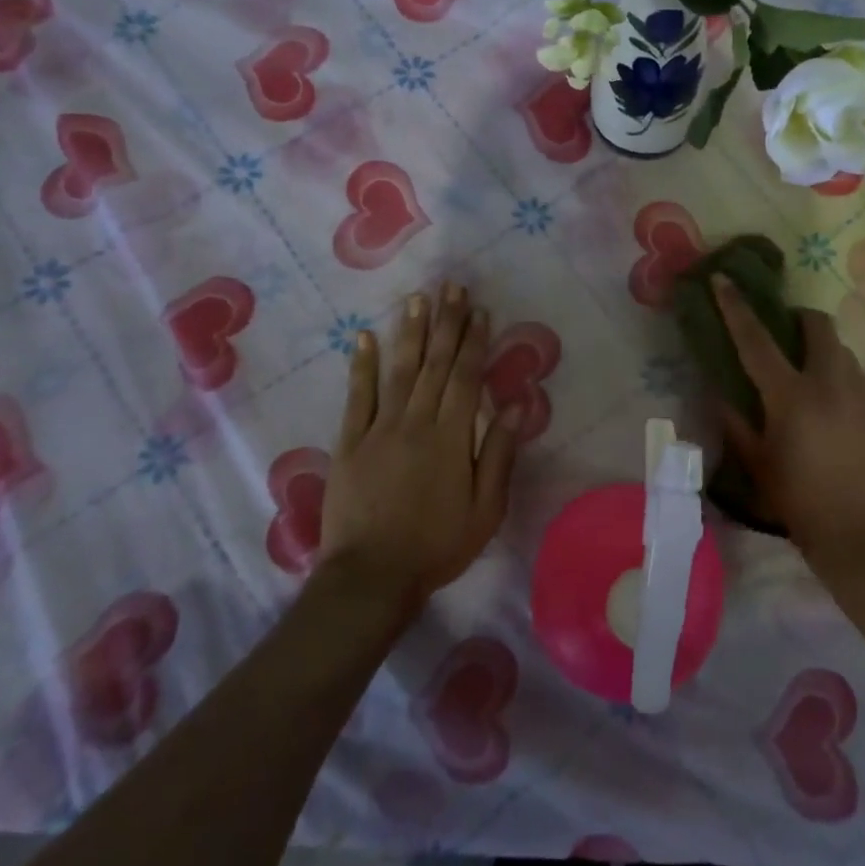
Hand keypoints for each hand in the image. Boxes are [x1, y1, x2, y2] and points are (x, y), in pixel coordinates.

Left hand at [319, 284, 519, 612]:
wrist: (371, 578)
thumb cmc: (437, 545)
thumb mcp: (485, 508)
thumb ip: (498, 453)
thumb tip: (515, 404)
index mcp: (451, 436)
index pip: (465, 377)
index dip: (475, 342)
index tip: (480, 311)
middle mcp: (416, 422)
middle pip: (435, 364)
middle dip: (446, 323)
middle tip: (452, 287)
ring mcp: (379, 429)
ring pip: (399, 370)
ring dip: (411, 332)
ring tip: (418, 299)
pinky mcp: (350, 443)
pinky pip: (357, 397)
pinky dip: (362, 366)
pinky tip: (365, 337)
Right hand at [711, 274, 864, 560]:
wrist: (860, 533)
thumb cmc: (798, 500)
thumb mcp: (756, 463)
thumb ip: (735, 421)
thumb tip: (718, 392)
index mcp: (791, 396)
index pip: (757, 340)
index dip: (736, 307)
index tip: (724, 280)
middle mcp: (830, 382)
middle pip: (816, 324)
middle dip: (797, 317)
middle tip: (783, 333)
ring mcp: (861, 391)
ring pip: (840, 346)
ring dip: (819, 347)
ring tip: (808, 372)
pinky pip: (856, 372)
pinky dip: (839, 372)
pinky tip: (831, 401)